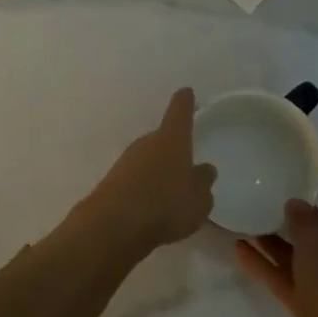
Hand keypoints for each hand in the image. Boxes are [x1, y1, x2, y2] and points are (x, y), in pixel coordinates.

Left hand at [76, 88, 217, 253]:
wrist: (114, 224)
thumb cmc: (165, 204)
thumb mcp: (198, 199)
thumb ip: (203, 183)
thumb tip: (204, 169)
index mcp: (172, 139)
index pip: (180, 112)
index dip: (185, 102)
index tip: (186, 92)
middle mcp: (147, 143)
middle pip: (163, 138)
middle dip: (175, 148)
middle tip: (188, 163)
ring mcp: (127, 160)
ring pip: (150, 159)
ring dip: (160, 170)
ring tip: (174, 193)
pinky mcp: (114, 180)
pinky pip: (138, 178)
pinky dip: (147, 187)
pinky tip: (154, 207)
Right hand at [233, 145, 317, 316]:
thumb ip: (305, 222)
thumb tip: (295, 203)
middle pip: (315, 222)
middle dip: (295, 204)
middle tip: (269, 179)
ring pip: (293, 248)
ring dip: (271, 234)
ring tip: (244, 211)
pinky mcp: (305, 300)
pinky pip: (279, 273)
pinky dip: (261, 262)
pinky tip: (237, 247)